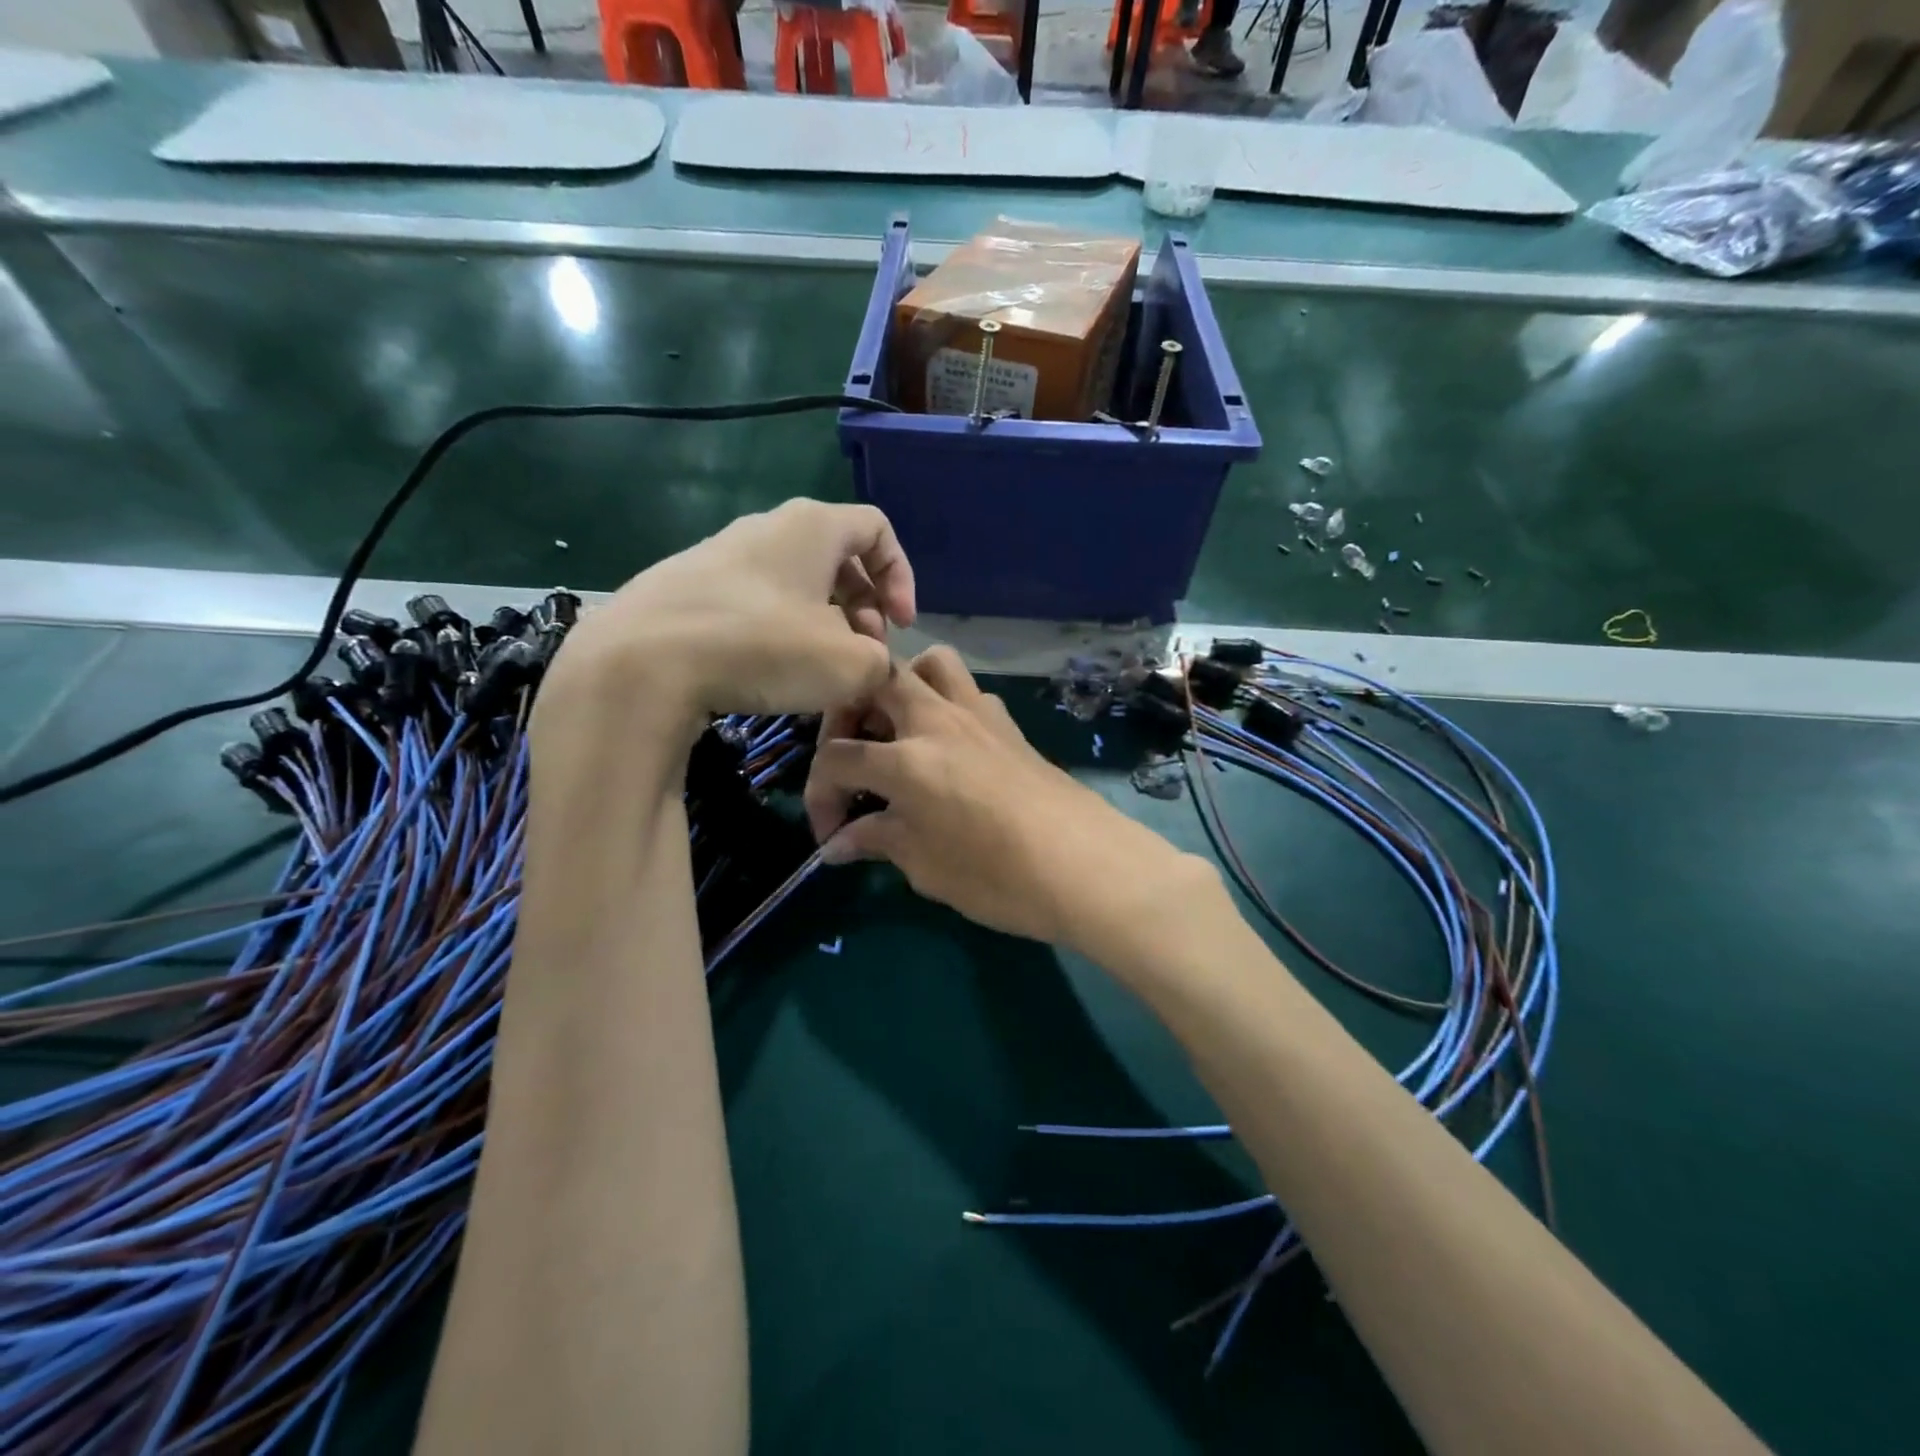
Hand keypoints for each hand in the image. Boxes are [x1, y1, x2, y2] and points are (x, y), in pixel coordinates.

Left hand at [544, 500, 915, 736]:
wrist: (643, 661)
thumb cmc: (762, 648)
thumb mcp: (849, 666)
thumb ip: (880, 663)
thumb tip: (870, 666)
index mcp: (812, 527)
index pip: (877, 529)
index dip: (901, 577)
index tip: (900, 625)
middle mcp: (766, 527)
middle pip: (836, 557)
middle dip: (863, 606)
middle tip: (862, 652)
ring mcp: (720, 554)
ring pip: (794, 582)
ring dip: (822, 622)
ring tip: (818, 668)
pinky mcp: (686, 586)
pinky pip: (753, 600)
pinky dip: (778, 629)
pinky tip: (768, 670)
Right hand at [804, 648, 1203, 958]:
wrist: (1087, 867)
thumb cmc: (999, 876)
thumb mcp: (926, 868)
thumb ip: (878, 842)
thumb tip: (838, 844)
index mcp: (906, 760)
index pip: (837, 760)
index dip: (820, 796)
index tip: (829, 834)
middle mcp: (937, 721)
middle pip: (875, 681)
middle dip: (848, 712)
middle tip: (852, 757)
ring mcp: (978, 715)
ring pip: (929, 663)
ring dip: (903, 686)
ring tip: (898, 732)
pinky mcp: (1009, 724)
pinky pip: (967, 691)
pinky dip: (945, 704)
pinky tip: (949, 749)